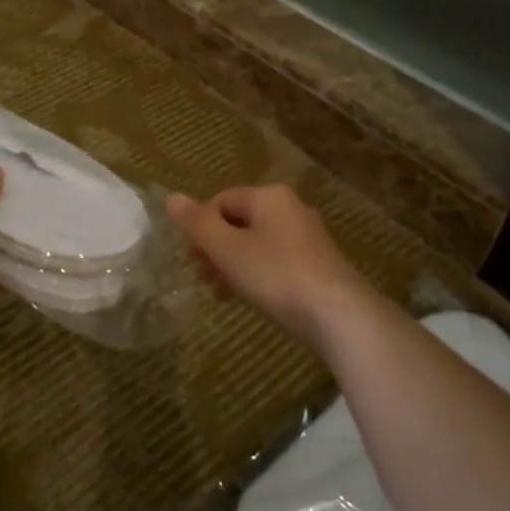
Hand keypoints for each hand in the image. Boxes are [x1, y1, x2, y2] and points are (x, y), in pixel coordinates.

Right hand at [165, 184, 374, 350]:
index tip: (191, 258)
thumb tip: (172, 196)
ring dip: (232, 264)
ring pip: (256, 243)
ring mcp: (307, 237)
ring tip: (219, 292)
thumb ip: (198, 222)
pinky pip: (275, 261)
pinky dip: (255, 274)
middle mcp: (291, 208)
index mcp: (269, 196)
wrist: (338, 314)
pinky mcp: (317, 264)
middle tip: (201, 276)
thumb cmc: (275, 274)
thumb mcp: (227, 248)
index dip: (200, 226)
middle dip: (215, 248)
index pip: (221, 200)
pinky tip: (247, 298)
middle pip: (239, 221)